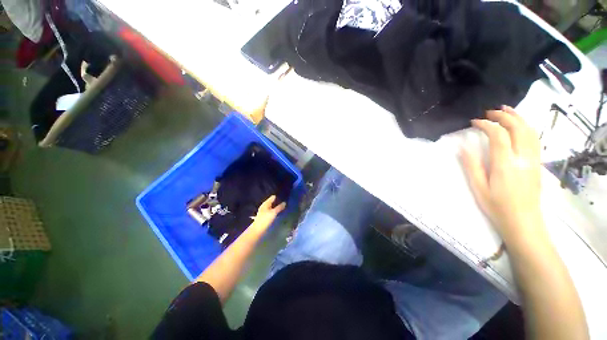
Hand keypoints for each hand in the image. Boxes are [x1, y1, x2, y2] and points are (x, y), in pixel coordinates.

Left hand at [252, 195, 285, 230]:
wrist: (257, 230)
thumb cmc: (265, 219)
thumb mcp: (273, 212)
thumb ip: (279, 207)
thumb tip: (285, 202)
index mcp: (265, 204)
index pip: (272, 197)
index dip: (278, 196)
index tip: (284, 196)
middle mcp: (264, 206)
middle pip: (272, 202)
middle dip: (277, 201)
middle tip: (285, 201)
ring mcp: (264, 212)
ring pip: (272, 207)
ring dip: (276, 206)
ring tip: (283, 206)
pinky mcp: (265, 217)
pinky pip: (271, 211)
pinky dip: (275, 211)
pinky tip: (278, 212)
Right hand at [461, 106, 543, 242]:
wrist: (523, 221)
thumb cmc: (497, 206)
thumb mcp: (478, 188)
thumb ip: (472, 166)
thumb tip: (462, 147)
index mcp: (505, 164)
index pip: (499, 135)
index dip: (486, 125)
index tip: (474, 122)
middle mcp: (523, 157)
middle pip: (518, 128)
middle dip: (504, 116)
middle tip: (489, 112)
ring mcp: (533, 160)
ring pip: (530, 131)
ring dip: (518, 117)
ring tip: (506, 111)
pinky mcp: (537, 163)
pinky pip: (535, 139)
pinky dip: (527, 127)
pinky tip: (520, 126)